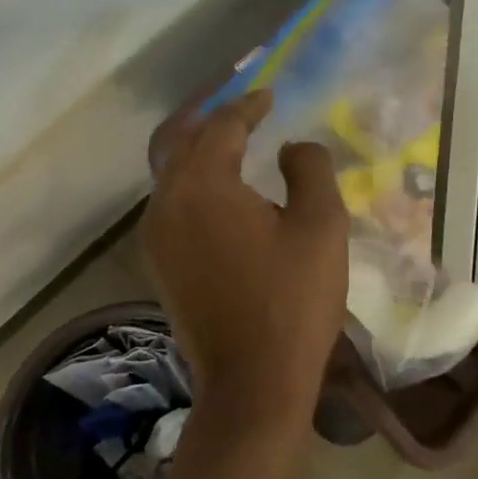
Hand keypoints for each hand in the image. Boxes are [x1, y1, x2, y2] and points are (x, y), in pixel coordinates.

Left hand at [142, 90, 349, 436]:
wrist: (251, 384)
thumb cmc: (292, 300)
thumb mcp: (321, 225)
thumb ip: (310, 168)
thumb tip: (291, 147)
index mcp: (203, 185)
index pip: (222, 126)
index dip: (248, 106)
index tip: (270, 94)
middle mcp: (167, 201)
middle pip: (180, 138)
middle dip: (209, 113)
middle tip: (240, 101)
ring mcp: (156, 234)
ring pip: (169, 168)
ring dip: (197, 144)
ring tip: (231, 134)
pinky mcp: (160, 260)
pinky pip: (171, 198)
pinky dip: (192, 176)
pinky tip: (222, 184)